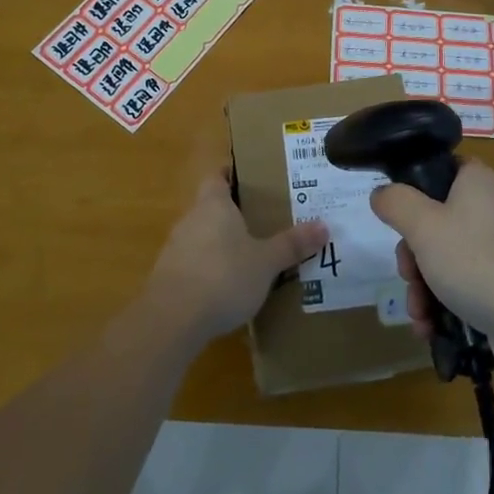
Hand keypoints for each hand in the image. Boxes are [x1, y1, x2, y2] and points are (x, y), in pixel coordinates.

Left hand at [143, 171, 327, 346]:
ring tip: (250, 255)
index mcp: (214, 204)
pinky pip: (194, 263)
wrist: (172, 320)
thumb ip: (292, 244)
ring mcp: (175, 249)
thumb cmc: (223, 276)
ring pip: (202, 236)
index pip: (218, 176)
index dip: (232, 173)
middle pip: (211, 206)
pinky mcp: (168, 277)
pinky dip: (210, 269)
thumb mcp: (266, 262)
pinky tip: (227, 288)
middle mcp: (191, 219)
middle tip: (264, 219)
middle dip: (234, 212)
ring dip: (221, 243)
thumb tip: (324, 225)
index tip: (252, 178)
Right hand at [370, 161, 493, 376]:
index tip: (397, 220)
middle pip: (435, 220)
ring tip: (419, 314)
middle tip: (407, 274)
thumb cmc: (477, 264)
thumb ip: (395, 203)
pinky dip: (445, 303)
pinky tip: (431, 328)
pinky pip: (465, 283)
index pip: (439, 169)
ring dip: (423, 286)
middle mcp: (493, 207)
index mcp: (478, 181)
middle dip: (412, 255)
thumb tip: (382, 193)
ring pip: (446, 256)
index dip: (412, 191)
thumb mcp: (423, 227)